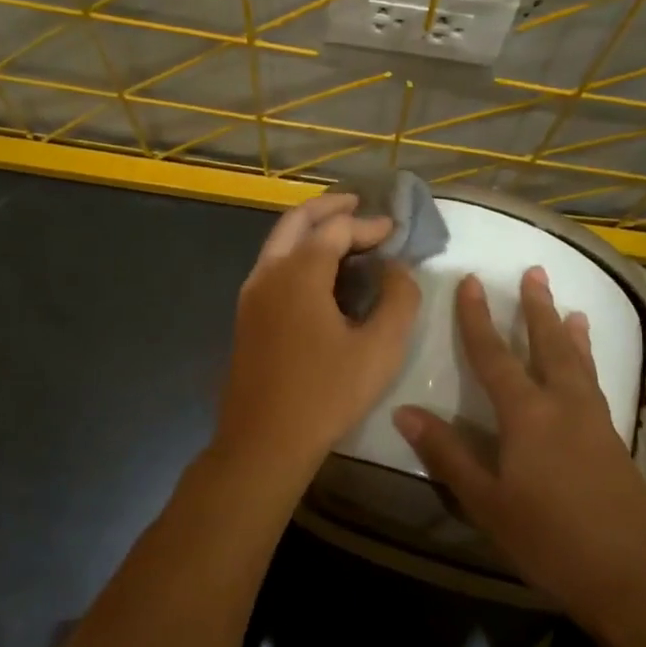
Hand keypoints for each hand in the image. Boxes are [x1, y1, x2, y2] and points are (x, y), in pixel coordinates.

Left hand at [215, 194, 420, 478]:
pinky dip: (298, 255)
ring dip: (310, 231)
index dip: (368, 225)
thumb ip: (399, 299)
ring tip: (344, 235)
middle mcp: (268, 273)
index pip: (336, 230)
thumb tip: (398, 269)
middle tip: (359, 204)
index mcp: (298, 273)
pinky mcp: (246, 317)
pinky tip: (321, 276)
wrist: (264, 441)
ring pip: (279, 243)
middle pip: (296, 222)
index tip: (394, 232)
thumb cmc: (326, 394)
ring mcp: (251, 295)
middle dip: (329, 208)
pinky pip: (273, 268)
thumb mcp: (380, 349)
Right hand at [393, 267, 645, 635]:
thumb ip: (447, 454)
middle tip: (534, 272)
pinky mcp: (615, 441)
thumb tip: (404, 411)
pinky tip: (588, 372)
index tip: (471, 282)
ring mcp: (595, 421)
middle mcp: (563, 405)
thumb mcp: (486, 501)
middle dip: (536, 308)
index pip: (494, 356)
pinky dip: (588, 362)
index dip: (478, 318)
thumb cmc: (549, 539)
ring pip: (579, 362)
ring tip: (570, 307)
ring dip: (569, 331)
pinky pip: (596, 384)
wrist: (634, 577)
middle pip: (548, 344)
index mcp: (527, 414)